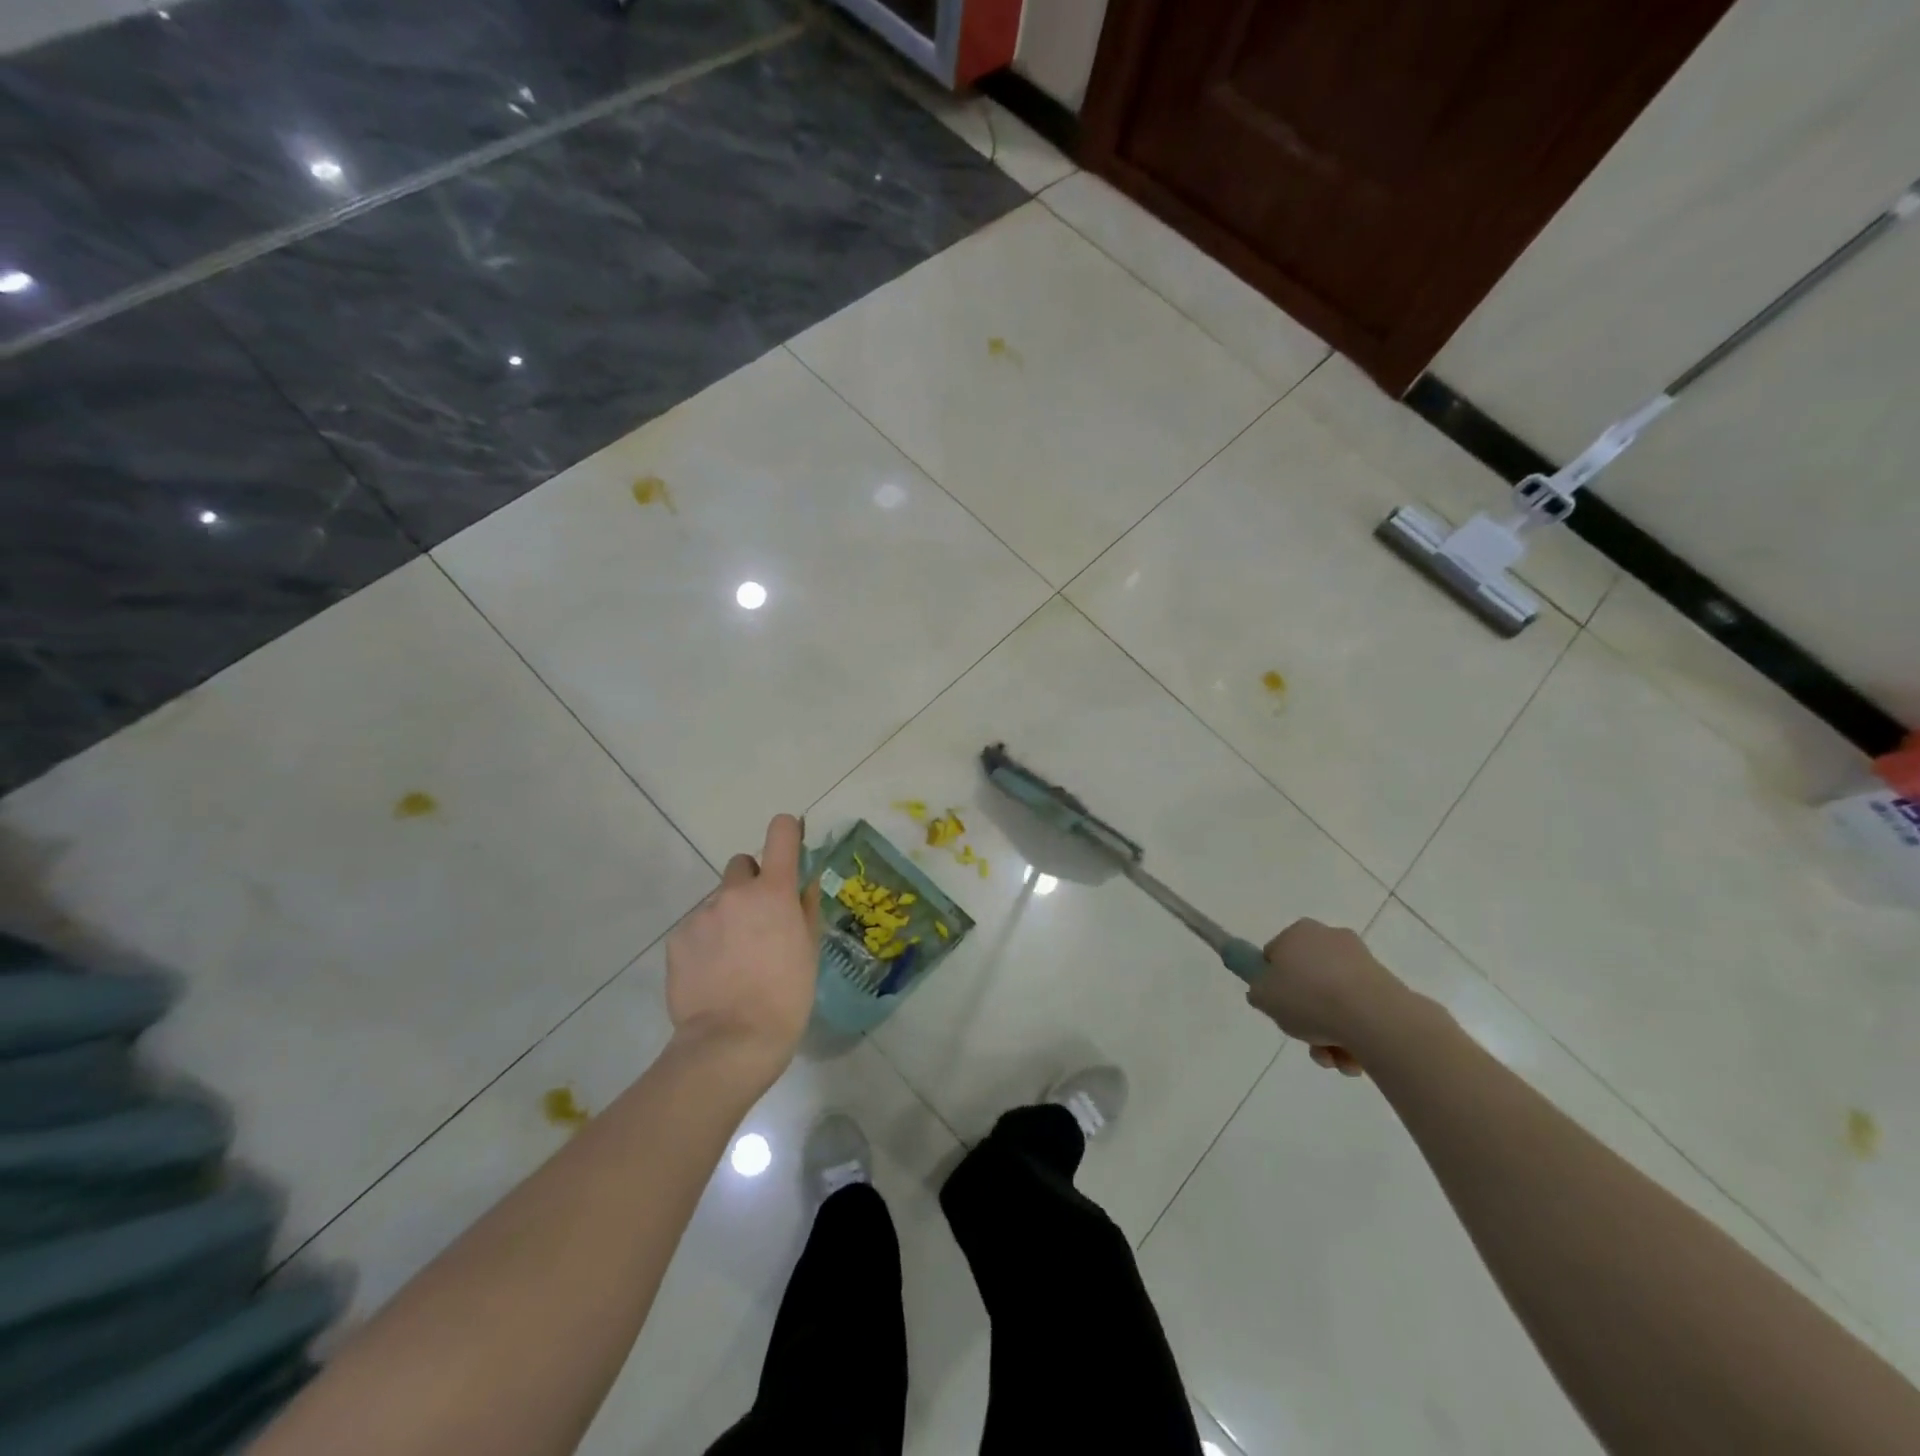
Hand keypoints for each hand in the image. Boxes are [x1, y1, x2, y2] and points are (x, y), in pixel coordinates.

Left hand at [665, 814, 820, 1079]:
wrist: (731, 1042)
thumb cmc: (786, 996)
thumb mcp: (809, 951)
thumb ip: (805, 908)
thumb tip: (803, 883)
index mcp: (773, 891)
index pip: (780, 833)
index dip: (786, 832)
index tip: (790, 843)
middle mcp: (735, 892)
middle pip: (742, 864)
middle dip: (752, 882)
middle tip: (759, 921)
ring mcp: (702, 914)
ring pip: (719, 901)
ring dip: (728, 916)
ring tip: (733, 959)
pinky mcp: (677, 938)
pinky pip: (697, 927)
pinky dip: (706, 941)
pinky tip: (713, 973)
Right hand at [1246, 918, 1413, 1076]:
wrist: (1373, 1017)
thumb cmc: (1308, 998)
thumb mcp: (1263, 996)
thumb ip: (1258, 991)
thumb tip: (1267, 992)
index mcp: (1298, 932)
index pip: (1275, 955)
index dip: (1271, 983)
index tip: (1276, 1006)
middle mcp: (1330, 939)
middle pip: (1307, 980)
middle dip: (1305, 1014)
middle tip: (1302, 1035)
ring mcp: (1362, 963)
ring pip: (1334, 1000)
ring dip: (1328, 1032)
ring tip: (1331, 1057)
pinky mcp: (1388, 987)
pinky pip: (1360, 1012)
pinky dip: (1353, 1034)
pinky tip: (1351, 1058)